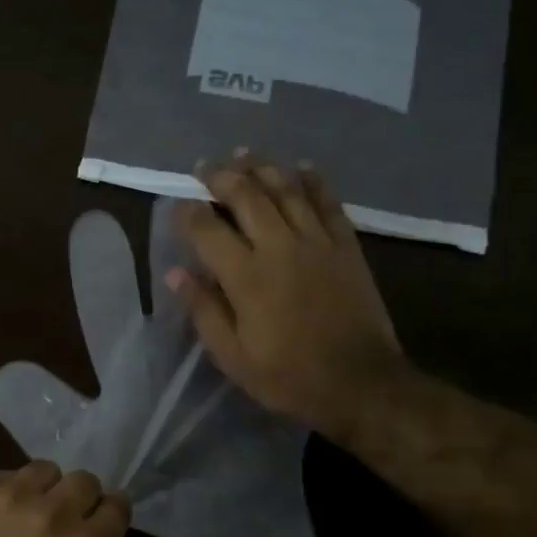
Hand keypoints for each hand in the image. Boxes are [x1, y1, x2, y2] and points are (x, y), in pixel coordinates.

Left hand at [0, 461, 129, 536]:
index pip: (118, 506)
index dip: (111, 511)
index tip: (101, 517)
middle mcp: (57, 510)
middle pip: (85, 480)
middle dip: (79, 496)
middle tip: (63, 514)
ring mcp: (17, 493)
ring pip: (46, 469)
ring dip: (44, 487)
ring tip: (27, 506)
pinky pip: (8, 475)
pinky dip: (7, 490)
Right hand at [168, 153, 404, 445]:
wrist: (361, 383)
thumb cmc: (288, 376)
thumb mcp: (233, 356)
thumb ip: (203, 310)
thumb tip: (175, 272)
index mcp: (245, 276)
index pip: (207, 229)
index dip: (188, 212)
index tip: (178, 204)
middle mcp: (278, 246)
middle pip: (246, 195)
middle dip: (221, 176)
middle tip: (205, 166)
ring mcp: (316, 241)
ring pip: (286, 189)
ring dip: (262, 166)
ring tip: (244, 153)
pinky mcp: (346, 246)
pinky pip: (328, 202)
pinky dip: (313, 181)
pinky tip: (301, 167)